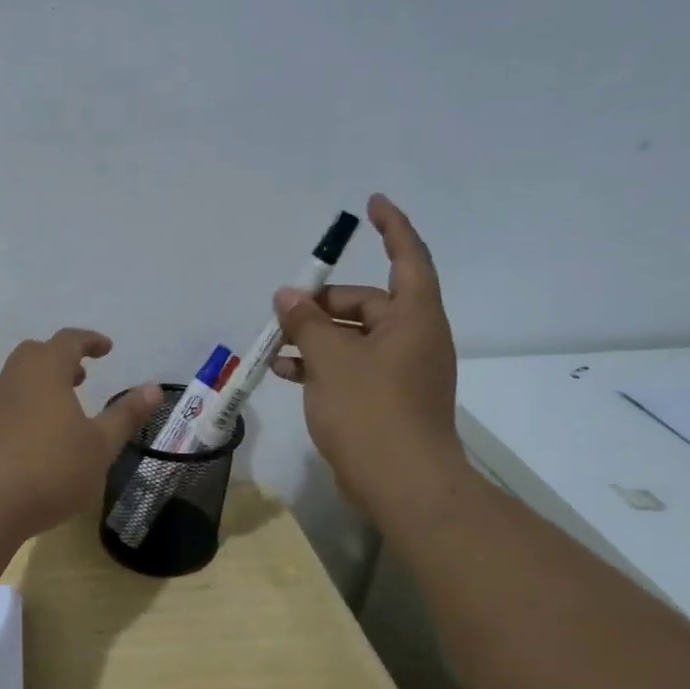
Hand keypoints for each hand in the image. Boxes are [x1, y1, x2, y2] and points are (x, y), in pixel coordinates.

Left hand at [0, 329, 162, 538]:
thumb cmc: (51, 470)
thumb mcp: (100, 445)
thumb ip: (125, 415)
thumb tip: (153, 388)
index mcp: (45, 370)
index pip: (69, 340)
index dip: (90, 341)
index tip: (107, 348)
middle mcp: (14, 377)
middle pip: (38, 353)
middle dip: (62, 359)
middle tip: (82, 376)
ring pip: (20, 378)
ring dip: (44, 382)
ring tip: (65, 407)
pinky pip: (9, 402)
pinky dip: (28, 404)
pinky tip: (41, 436)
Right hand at [270, 195, 464, 517]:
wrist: (401, 484)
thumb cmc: (371, 410)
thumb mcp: (331, 359)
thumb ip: (307, 323)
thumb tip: (288, 297)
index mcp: (414, 318)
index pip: (407, 257)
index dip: (392, 227)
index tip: (372, 204)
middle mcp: (413, 338)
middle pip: (367, 303)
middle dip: (323, 303)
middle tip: (283, 310)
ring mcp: (400, 371)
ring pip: (353, 338)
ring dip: (315, 336)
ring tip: (275, 343)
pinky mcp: (385, 399)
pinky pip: (350, 367)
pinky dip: (321, 365)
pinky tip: (284, 371)